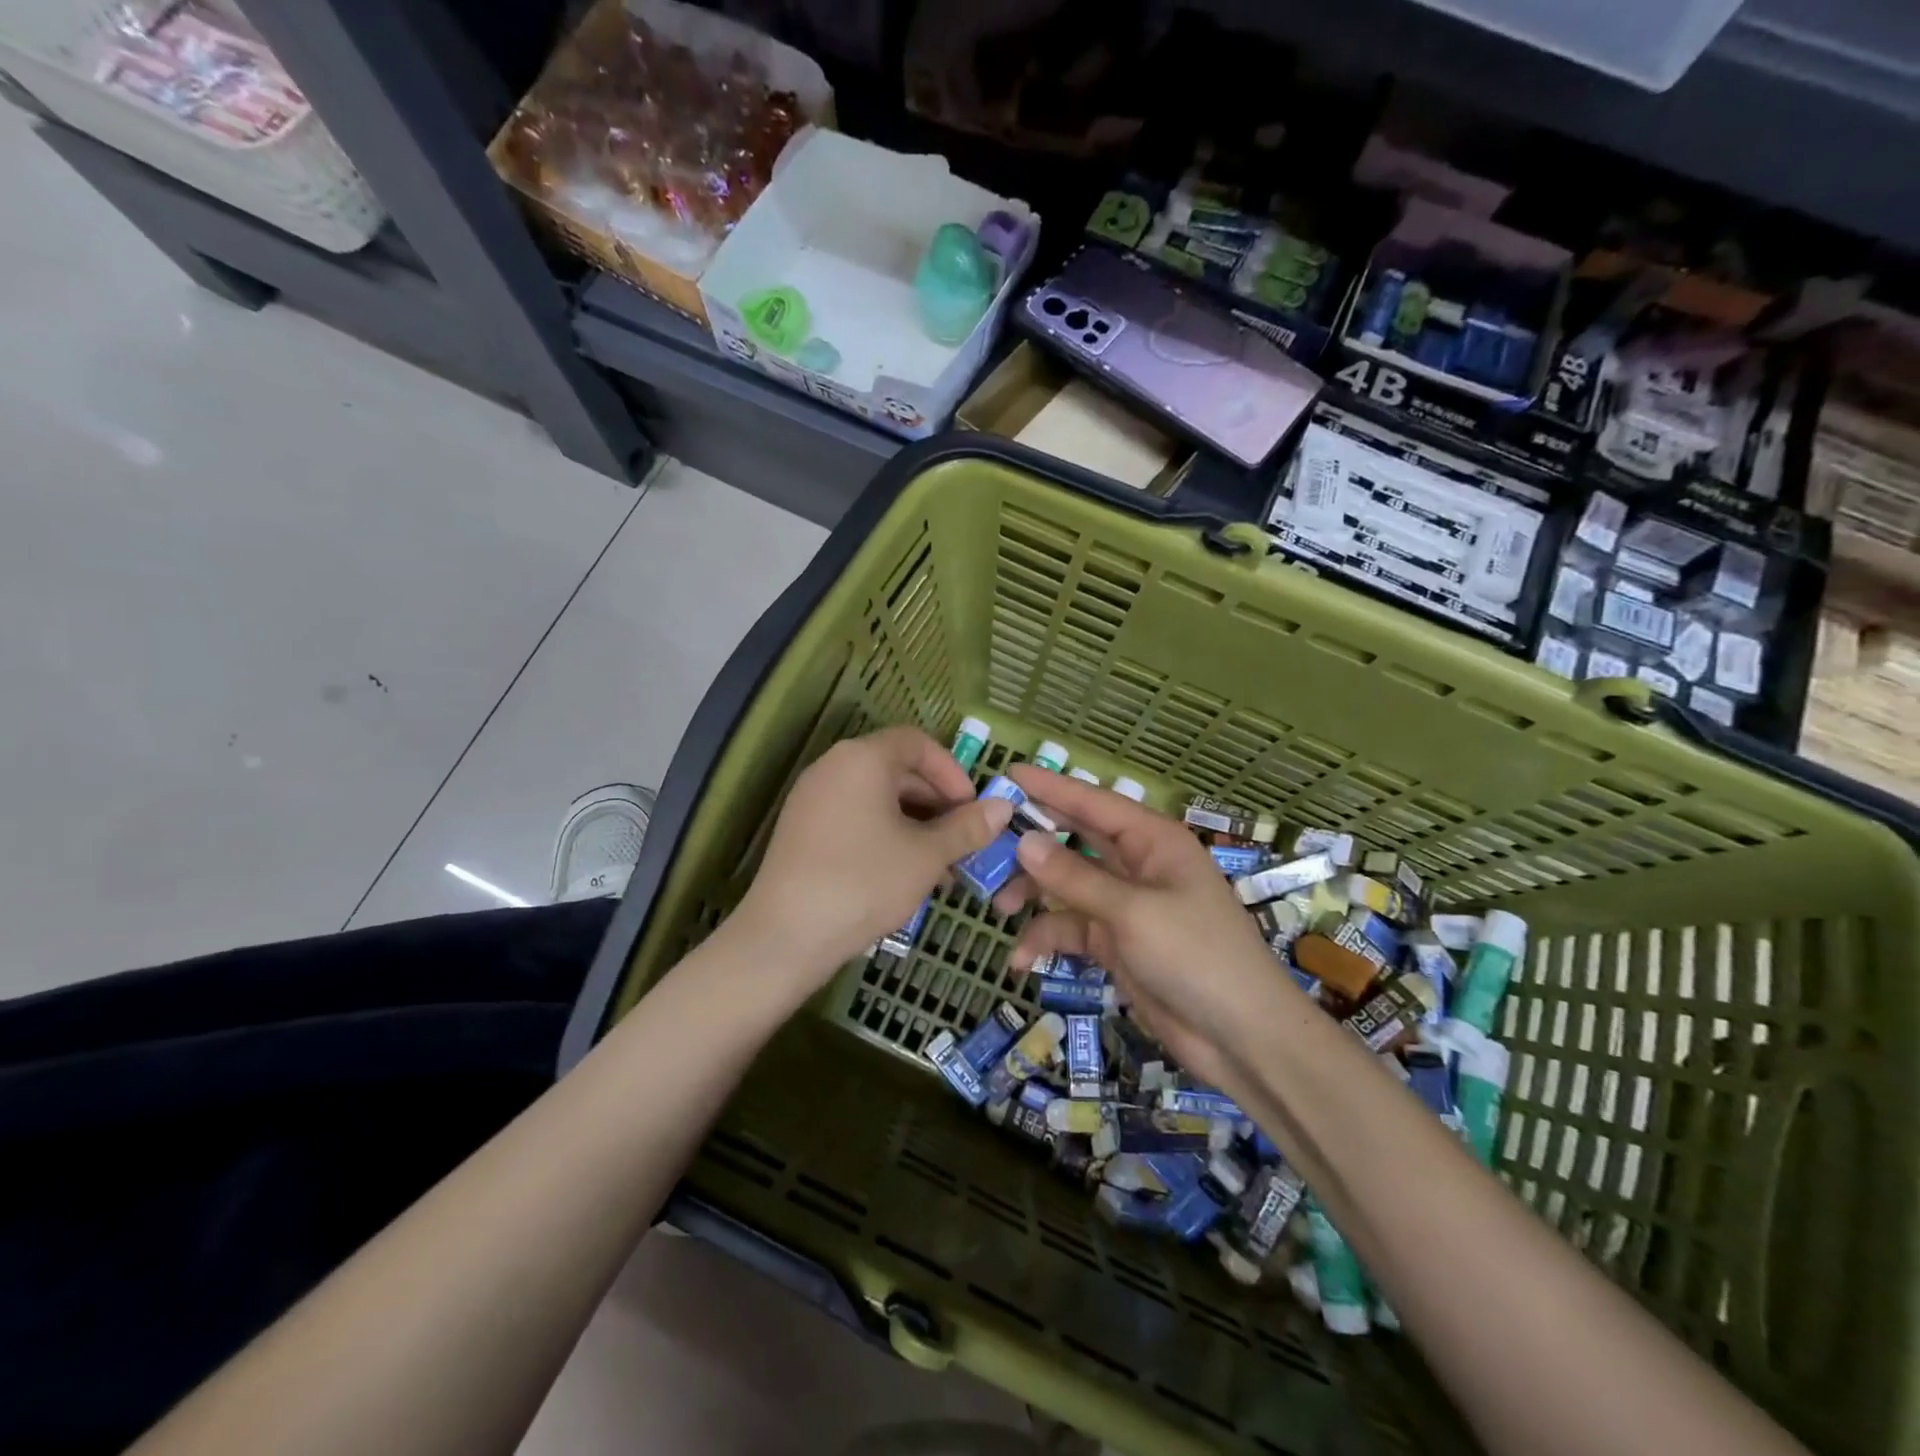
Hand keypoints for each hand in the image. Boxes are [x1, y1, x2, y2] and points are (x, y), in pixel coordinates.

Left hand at [731, 726, 1013, 988]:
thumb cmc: (864, 883)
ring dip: (915, 823)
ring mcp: (812, 798)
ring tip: (941, 865)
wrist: (785, 937)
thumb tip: (1004, 808)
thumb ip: (967, 828)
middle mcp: (833, 767)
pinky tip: (904, 873)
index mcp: (862, 758)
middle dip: (937, 802)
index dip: (952, 771)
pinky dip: (885, 833)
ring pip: (877, 797)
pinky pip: (854, 816)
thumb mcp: (926, 856)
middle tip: (963, 840)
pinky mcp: (801, 828)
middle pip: (897, 768)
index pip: (917, 743)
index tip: (972, 808)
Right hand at [994, 766, 1295, 1084]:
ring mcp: (1125, 905)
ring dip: (1033, 893)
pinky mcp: (1116, 943)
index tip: (1007, 775)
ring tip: (997, 906)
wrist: (1241, 1037)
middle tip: (983, 843)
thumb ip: (1075, 877)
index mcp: (1152, 841)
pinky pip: (1072, 929)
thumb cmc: (1196, 956)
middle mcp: (1137, 865)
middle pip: (1074, 841)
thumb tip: (1024, 840)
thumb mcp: (1132, 912)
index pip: (1092, 803)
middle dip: (1032, 843)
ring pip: (1066, 885)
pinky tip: (1021, 960)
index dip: (1050, 787)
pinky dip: (1047, 939)